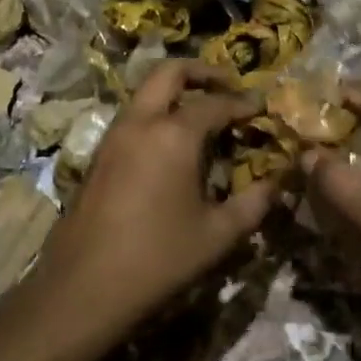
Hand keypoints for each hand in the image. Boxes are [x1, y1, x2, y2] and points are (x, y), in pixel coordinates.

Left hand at [29, 60, 274, 337]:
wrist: (81, 288)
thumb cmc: (157, 259)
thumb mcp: (217, 235)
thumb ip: (253, 204)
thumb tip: (279, 184)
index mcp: (173, 133)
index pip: (216, 102)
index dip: (243, 103)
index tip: (262, 108)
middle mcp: (140, 122)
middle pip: (170, 72)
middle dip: (202, 72)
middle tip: (228, 86)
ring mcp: (113, 136)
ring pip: (146, 91)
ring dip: (175, 91)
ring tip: (203, 114)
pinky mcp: (98, 155)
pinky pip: (133, 116)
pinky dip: (157, 113)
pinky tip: (173, 145)